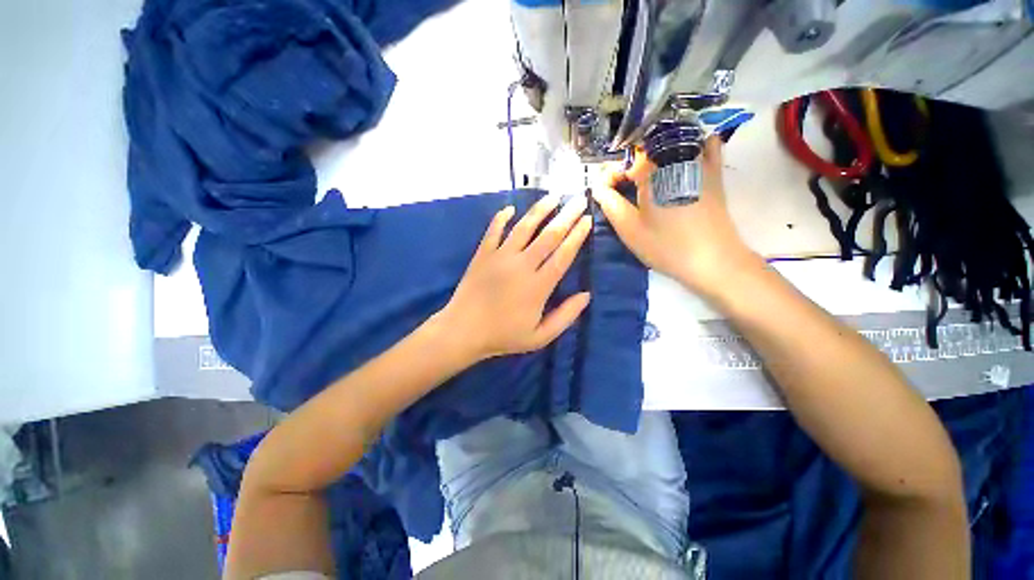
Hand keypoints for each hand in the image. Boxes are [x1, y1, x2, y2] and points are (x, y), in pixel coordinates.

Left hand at [439, 194, 592, 361]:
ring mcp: (500, 257)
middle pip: (548, 236)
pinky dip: (501, 218)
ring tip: (553, 196)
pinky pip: (493, 231)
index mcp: (538, 286)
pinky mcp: (482, 255)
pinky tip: (509, 209)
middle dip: (566, 216)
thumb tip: (586, 295)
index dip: (577, 236)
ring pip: (524, 227)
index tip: (587, 220)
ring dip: (540, 210)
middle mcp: (521, 265)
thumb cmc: (503, 336)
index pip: (563, 255)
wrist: (463, 331)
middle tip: (579, 200)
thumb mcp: (539, 336)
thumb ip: (565, 316)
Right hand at [592, 136, 759, 296]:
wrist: (713, 260)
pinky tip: (682, 158)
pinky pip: (706, 143)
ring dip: (655, 153)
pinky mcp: (715, 172)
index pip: (624, 160)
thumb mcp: (629, 229)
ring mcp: (700, 161)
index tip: (606, 192)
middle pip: (646, 148)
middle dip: (630, 164)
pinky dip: (692, 144)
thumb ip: (609, 203)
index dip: (611, 175)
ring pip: (673, 142)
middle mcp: (676, 156)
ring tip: (647, 176)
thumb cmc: (666, 246)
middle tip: (624, 188)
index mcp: (652, 171)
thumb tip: (597, 186)